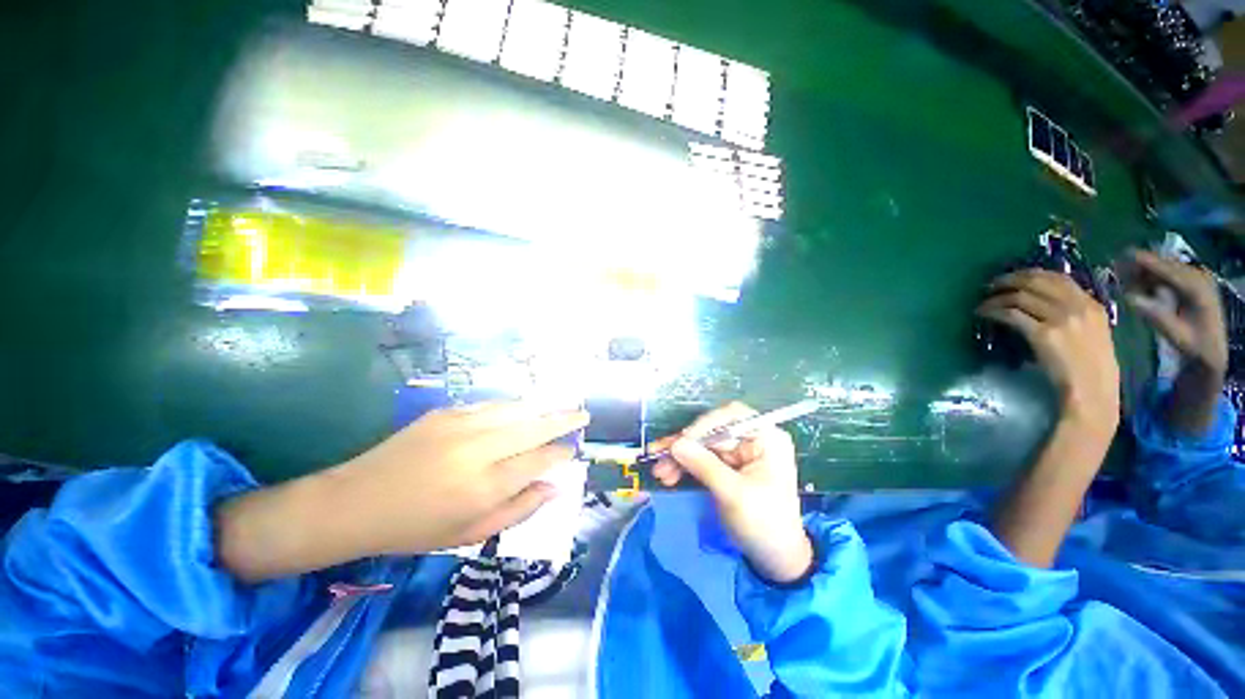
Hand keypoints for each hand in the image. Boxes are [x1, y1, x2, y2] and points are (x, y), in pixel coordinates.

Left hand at [217, 402, 587, 580]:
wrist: (356, 501)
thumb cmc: (416, 528)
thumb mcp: (470, 534)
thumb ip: (519, 510)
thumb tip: (555, 487)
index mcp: (484, 486)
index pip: (539, 461)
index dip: (560, 453)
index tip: (573, 450)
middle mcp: (479, 449)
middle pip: (534, 427)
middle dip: (564, 419)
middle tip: (583, 414)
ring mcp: (461, 425)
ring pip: (517, 409)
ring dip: (543, 408)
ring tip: (562, 406)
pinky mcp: (447, 412)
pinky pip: (492, 405)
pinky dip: (514, 406)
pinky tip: (525, 408)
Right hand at [649, 403, 812, 583]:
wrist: (775, 560)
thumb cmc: (765, 525)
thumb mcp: (734, 495)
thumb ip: (704, 466)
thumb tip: (676, 444)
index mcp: (766, 439)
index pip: (733, 415)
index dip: (706, 423)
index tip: (684, 439)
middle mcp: (751, 440)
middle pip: (711, 431)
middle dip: (685, 445)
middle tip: (659, 457)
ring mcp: (737, 454)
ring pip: (701, 446)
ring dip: (679, 457)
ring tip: (660, 472)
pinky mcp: (726, 467)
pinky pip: (700, 459)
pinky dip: (684, 466)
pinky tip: (668, 475)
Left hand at [977, 269, 1120, 429]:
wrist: (1092, 391)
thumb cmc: (1090, 368)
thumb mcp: (1092, 333)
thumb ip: (1074, 315)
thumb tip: (1044, 304)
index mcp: (1092, 305)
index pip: (1058, 278)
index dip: (1030, 274)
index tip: (1013, 276)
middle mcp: (1078, 307)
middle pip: (1037, 282)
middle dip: (1010, 279)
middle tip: (991, 285)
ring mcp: (1061, 320)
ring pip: (1020, 296)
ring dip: (997, 297)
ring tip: (983, 302)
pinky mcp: (1042, 334)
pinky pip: (1011, 314)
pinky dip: (993, 311)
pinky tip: (983, 314)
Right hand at [1117, 249, 1226, 435]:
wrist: (1212, 351)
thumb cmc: (1194, 346)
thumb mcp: (1176, 335)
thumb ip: (1156, 317)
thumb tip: (1131, 299)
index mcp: (1197, 289)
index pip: (1168, 270)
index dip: (1146, 262)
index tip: (1123, 255)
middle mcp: (1199, 278)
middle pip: (1166, 265)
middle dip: (1142, 265)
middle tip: (1117, 269)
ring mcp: (1197, 279)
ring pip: (1166, 267)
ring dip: (1145, 271)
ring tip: (1124, 278)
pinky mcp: (1192, 282)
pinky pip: (1168, 273)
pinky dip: (1152, 276)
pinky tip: (1139, 284)